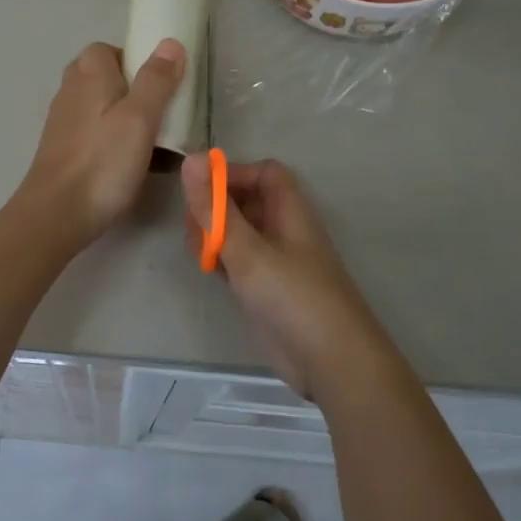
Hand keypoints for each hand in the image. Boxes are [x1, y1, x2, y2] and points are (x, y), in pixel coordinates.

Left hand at [15, 39, 184, 248]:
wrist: (57, 214)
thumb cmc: (103, 163)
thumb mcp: (140, 118)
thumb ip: (156, 79)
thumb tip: (170, 43)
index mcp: (89, 74)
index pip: (111, 49)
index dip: (138, 61)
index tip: (162, 86)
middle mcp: (71, 90)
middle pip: (107, 79)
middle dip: (135, 92)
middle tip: (160, 115)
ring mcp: (64, 122)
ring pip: (101, 108)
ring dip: (126, 120)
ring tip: (152, 144)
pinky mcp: (63, 150)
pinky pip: (95, 135)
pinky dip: (113, 142)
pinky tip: (129, 166)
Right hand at [182, 153, 393, 404]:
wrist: (330, 361)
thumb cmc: (293, 296)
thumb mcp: (248, 250)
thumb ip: (216, 209)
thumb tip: (190, 159)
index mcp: (289, 212)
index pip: (263, 173)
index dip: (233, 174)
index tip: (200, 190)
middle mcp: (283, 231)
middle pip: (247, 201)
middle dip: (216, 206)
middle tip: (194, 226)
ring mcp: (274, 262)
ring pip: (239, 233)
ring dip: (214, 234)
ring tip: (198, 251)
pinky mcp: (265, 290)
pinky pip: (237, 261)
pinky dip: (220, 259)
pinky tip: (207, 270)